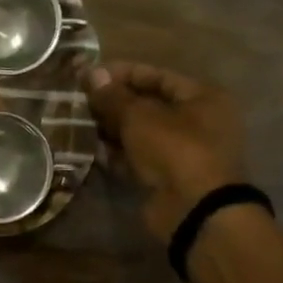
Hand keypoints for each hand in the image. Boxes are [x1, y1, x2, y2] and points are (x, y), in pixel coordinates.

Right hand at [83, 61, 246, 243]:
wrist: (194, 210)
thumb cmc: (174, 149)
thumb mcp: (139, 116)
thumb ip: (113, 95)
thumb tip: (91, 72)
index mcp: (202, 97)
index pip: (156, 75)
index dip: (121, 73)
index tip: (88, 76)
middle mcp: (198, 121)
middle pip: (148, 104)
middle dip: (113, 102)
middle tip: (80, 101)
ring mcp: (184, 151)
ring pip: (141, 132)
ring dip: (112, 128)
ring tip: (80, 124)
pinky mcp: (168, 176)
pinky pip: (139, 157)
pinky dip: (117, 153)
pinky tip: (91, 149)